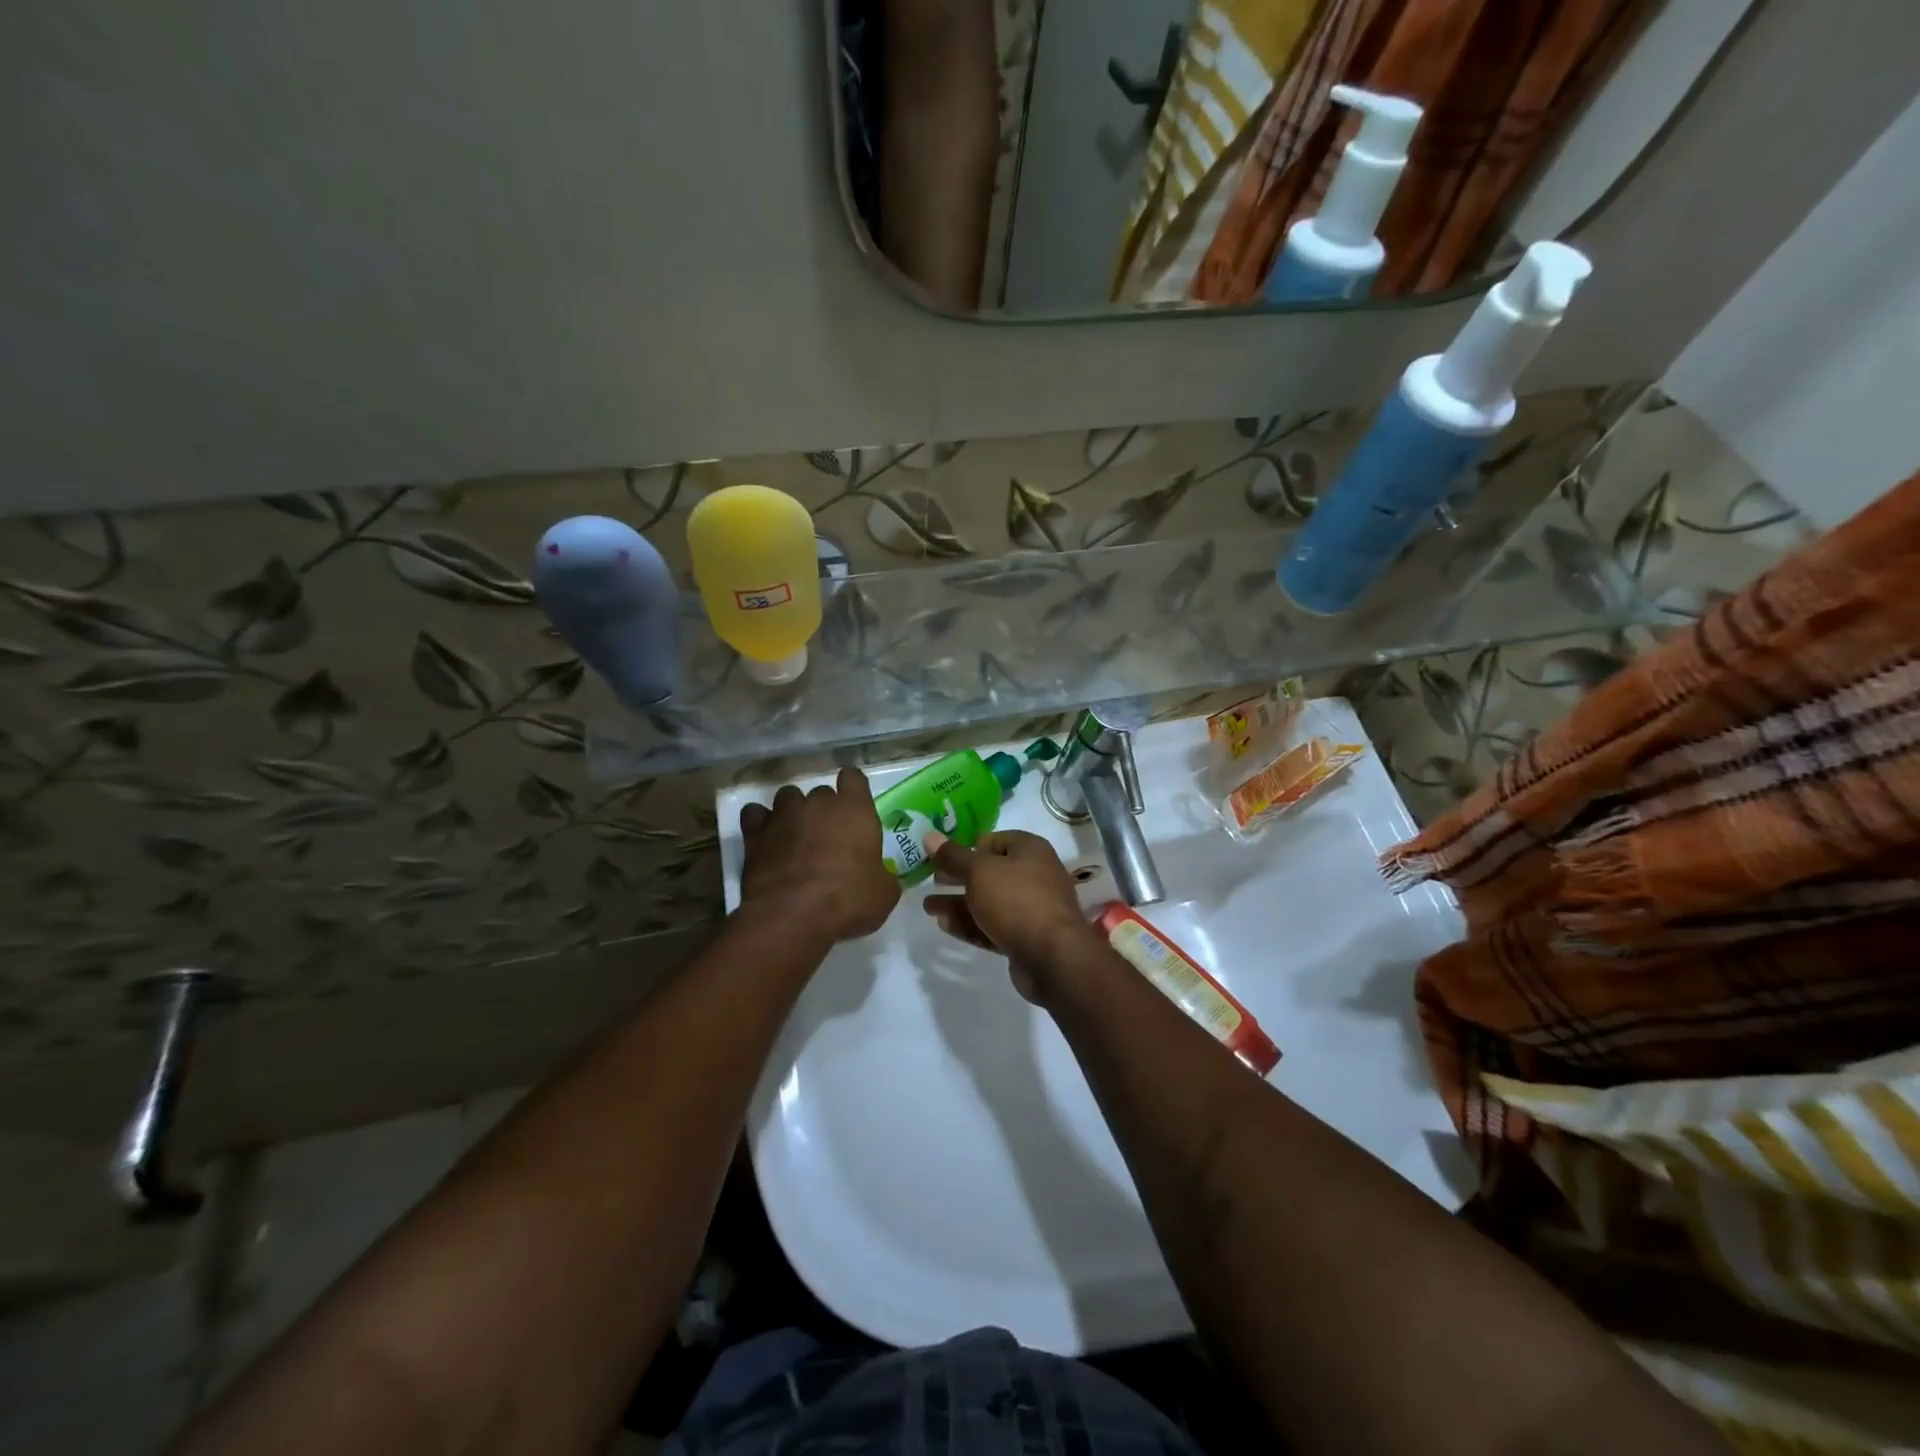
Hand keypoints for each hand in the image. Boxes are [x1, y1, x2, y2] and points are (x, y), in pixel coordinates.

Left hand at [739, 768, 899, 943]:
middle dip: (824, 810)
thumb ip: (882, 874)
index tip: (853, 803)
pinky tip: (766, 838)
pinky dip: (760, 822)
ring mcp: (784, 815)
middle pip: (821, 792)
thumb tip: (878, 877)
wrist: (793, 915)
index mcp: (855, 809)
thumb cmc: (848, 900)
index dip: (853, 788)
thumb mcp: (884, 893)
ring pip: (788, 797)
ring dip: (793, 812)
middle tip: (827, 837)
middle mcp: (818, 804)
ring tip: (795, 836)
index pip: (854, 778)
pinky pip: (755, 814)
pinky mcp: (755, 833)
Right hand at [922, 830, 1093, 1002]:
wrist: (1053, 958)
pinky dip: (970, 923)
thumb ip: (953, 856)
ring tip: (928, 907)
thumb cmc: (1016, 900)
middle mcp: (1033, 874)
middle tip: (931, 880)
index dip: (966, 847)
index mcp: (1029, 850)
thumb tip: (929, 836)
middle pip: (989, 872)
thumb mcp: (979, 871)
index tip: (940, 857)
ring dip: (958, 903)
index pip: (992, 841)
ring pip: (988, 901)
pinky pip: (992, 925)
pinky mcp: (1025, 938)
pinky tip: (944, 924)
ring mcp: (1030, 909)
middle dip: (958, 877)